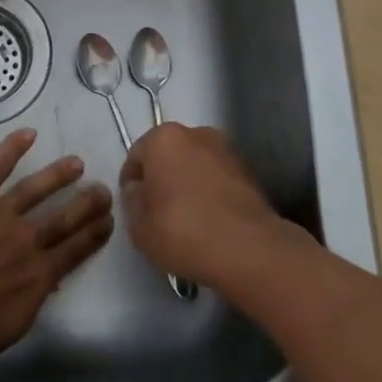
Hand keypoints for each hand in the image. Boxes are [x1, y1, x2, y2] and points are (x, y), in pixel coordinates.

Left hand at [0, 129, 113, 370]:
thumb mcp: (7, 329)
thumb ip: (28, 303)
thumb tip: (42, 287)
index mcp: (37, 276)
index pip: (74, 251)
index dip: (93, 235)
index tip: (108, 221)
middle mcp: (27, 239)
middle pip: (63, 217)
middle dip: (86, 204)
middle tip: (103, 190)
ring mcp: (1, 211)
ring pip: (36, 188)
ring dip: (57, 175)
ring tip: (75, 162)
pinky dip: (13, 147)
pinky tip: (28, 134)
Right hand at [118, 123, 282, 289]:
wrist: (249, 249)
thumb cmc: (183, 231)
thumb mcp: (139, 226)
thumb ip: (132, 201)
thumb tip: (138, 190)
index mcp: (163, 138)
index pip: (136, 156)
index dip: (131, 183)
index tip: (135, 208)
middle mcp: (195, 133)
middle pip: (168, 155)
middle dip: (162, 178)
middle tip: (159, 213)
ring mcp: (226, 150)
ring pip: (196, 165)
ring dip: (189, 184)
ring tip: (189, 219)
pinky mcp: (250, 171)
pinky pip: (218, 179)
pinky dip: (212, 193)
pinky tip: (211, 221)